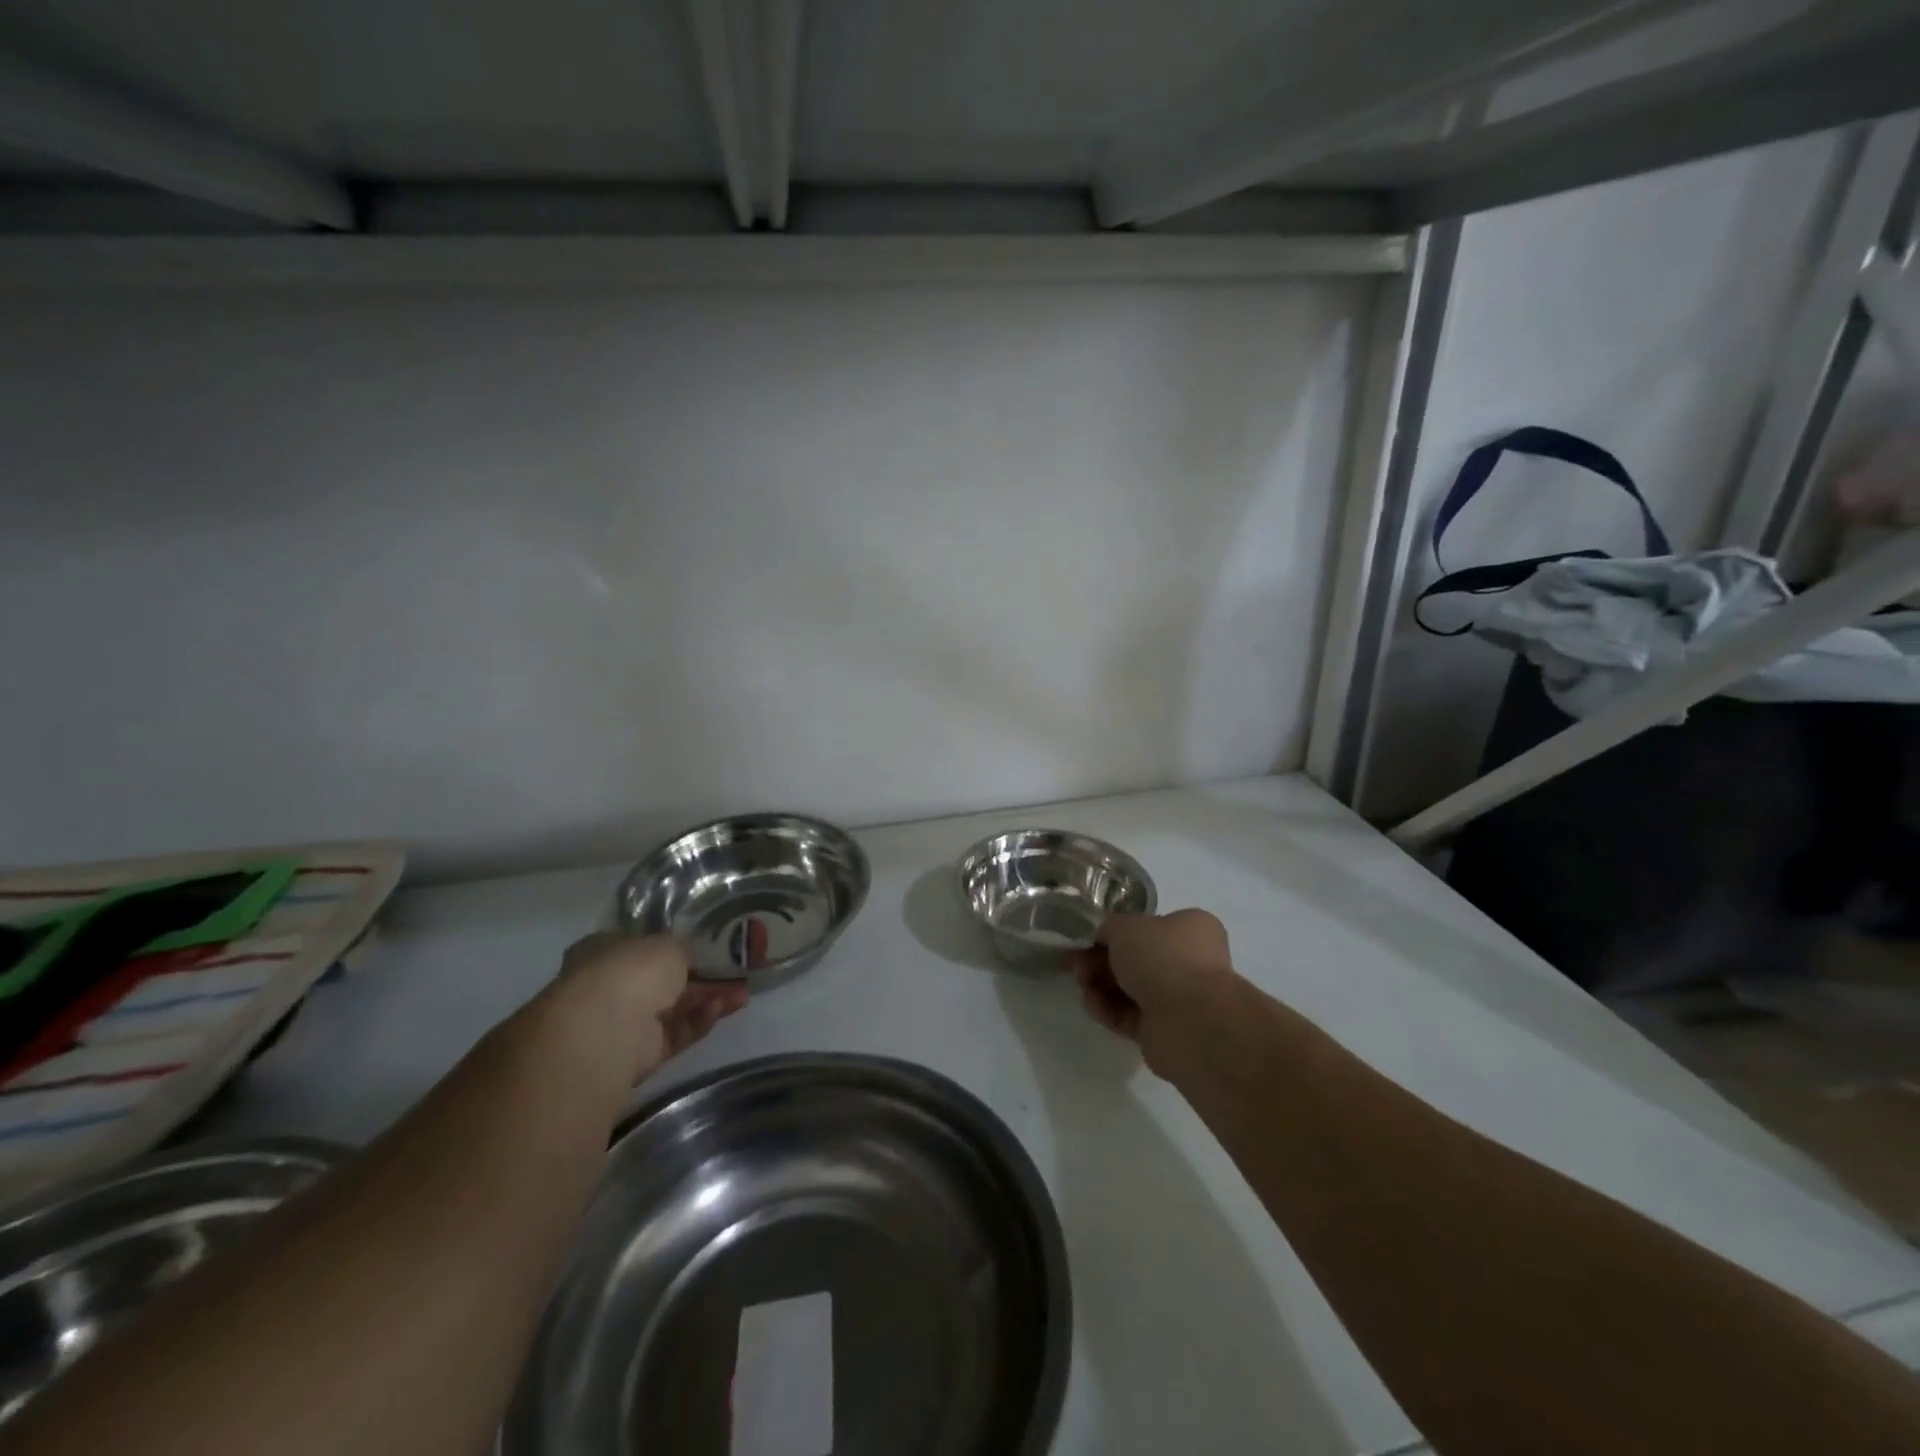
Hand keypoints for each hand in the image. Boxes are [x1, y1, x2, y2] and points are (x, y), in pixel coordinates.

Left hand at [555, 932, 748, 1080]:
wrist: (604, 1032)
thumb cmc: (629, 972)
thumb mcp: (666, 944)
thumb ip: (682, 950)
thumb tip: (688, 959)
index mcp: (604, 951)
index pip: (642, 946)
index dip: (675, 946)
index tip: (707, 946)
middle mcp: (608, 986)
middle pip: (662, 980)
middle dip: (700, 977)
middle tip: (734, 971)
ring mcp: (622, 1023)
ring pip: (673, 1008)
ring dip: (707, 999)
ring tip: (743, 993)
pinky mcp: (637, 1055)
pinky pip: (674, 1034)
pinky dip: (699, 1021)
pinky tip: (724, 1009)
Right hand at [1070, 909, 1236, 1074]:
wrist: (1188, 1020)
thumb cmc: (1161, 957)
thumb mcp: (1124, 926)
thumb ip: (1109, 928)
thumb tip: (1104, 940)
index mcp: (1192, 928)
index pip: (1149, 926)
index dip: (1116, 932)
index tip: (1088, 940)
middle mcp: (1191, 961)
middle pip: (1137, 958)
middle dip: (1101, 961)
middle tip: (1076, 965)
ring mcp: (1180, 999)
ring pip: (1131, 988)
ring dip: (1101, 986)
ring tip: (1081, 986)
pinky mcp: (1165, 1031)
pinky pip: (1130, 1016)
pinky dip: (1109, 1010)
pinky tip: (1092, 1004)